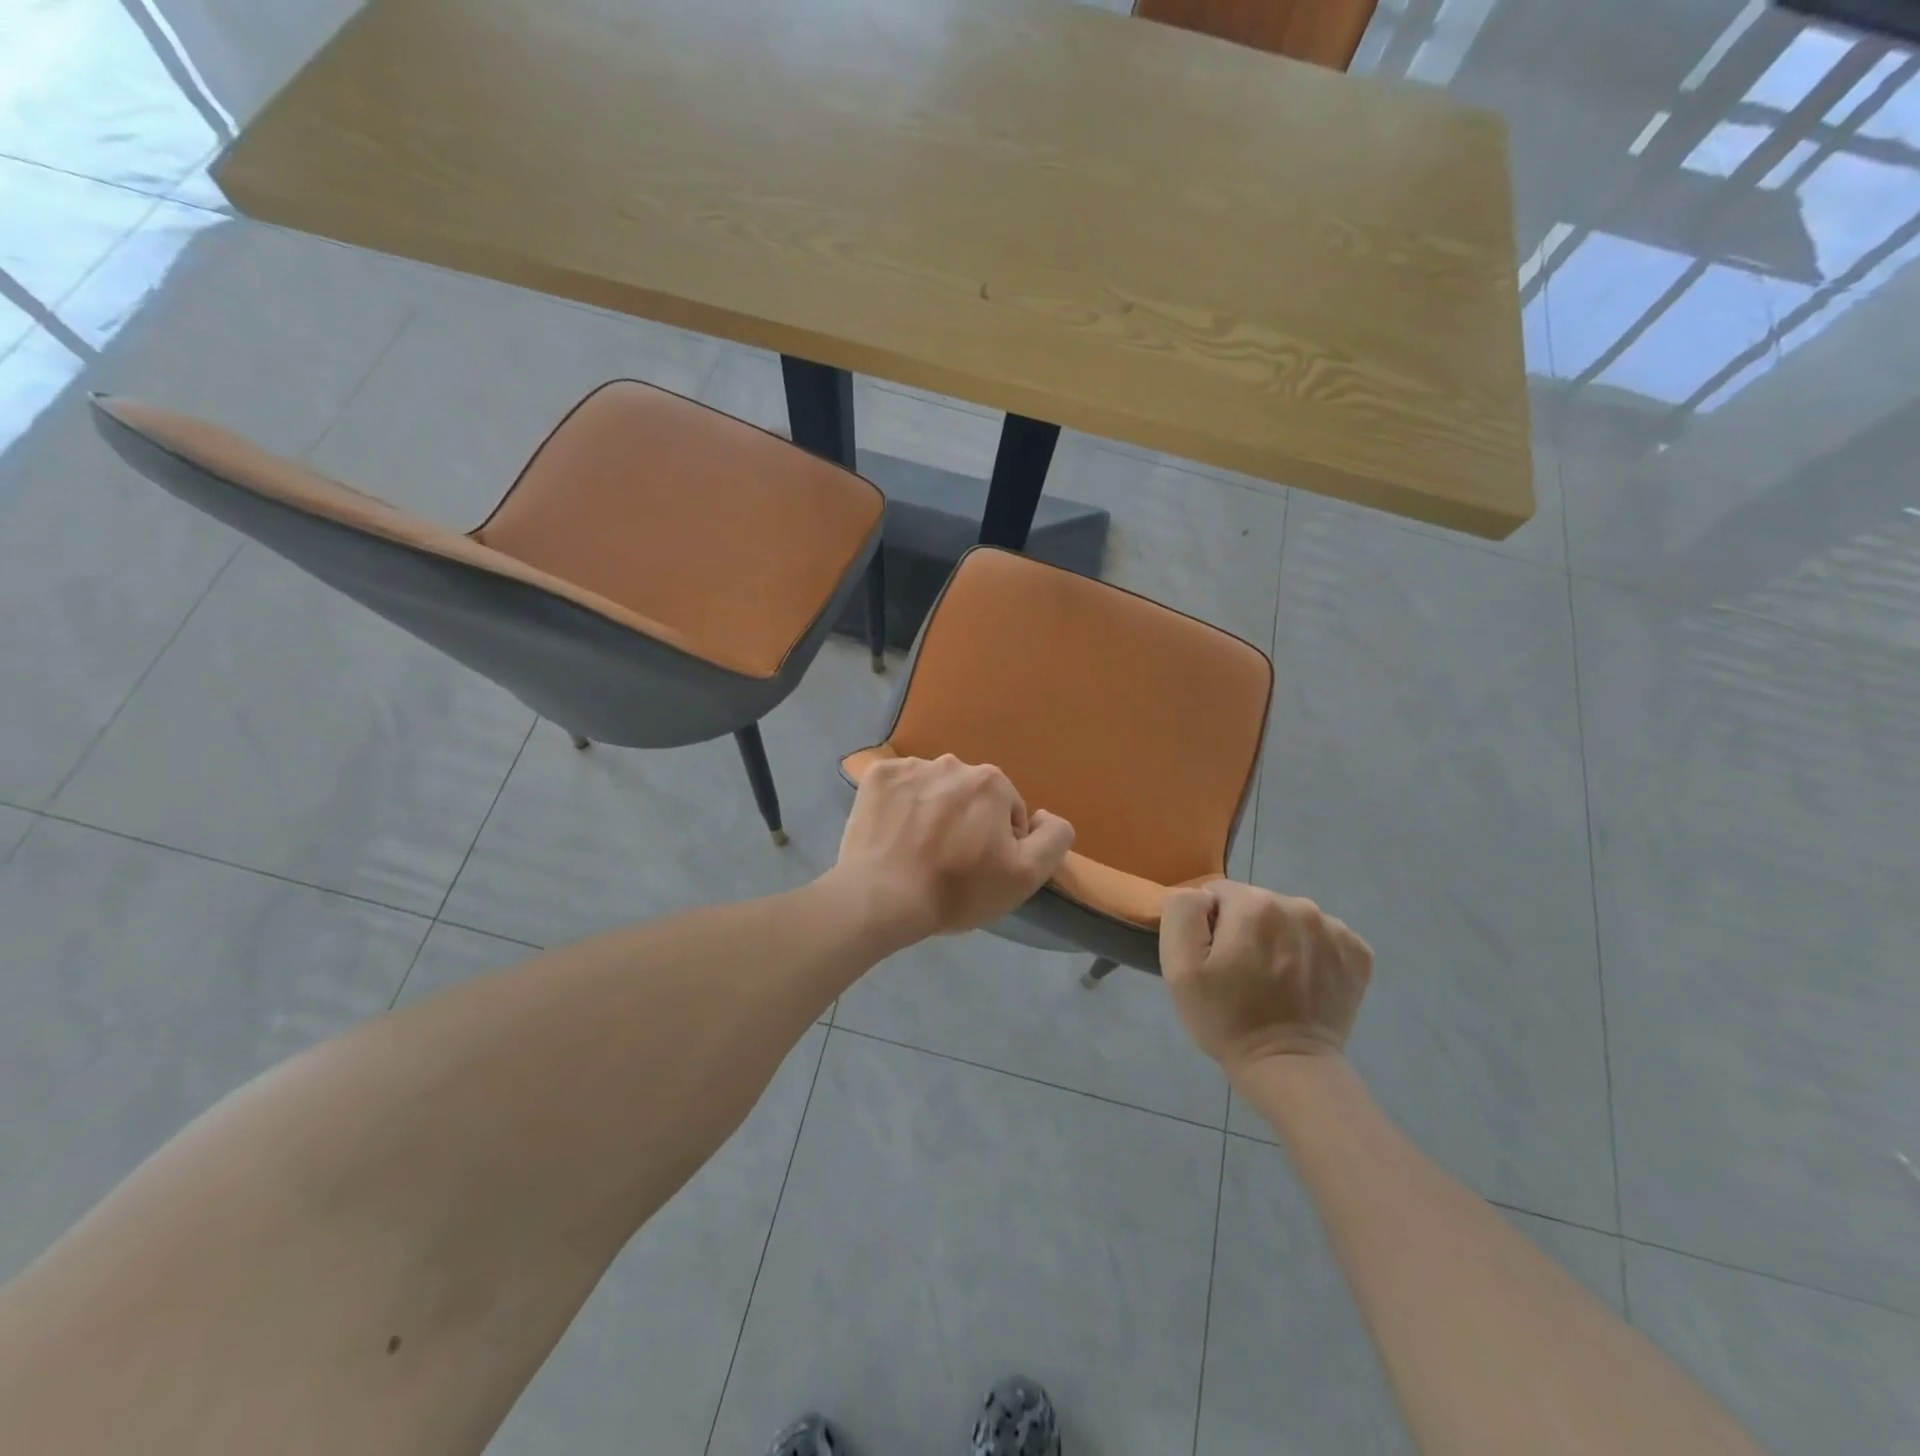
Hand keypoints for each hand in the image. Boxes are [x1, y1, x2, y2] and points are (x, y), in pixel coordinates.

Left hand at [834, 755, 1074, 944]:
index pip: (1008, 812)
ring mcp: (911, 767)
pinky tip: (893, 834)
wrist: (881, 897)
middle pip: (971, 796)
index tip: (980, 869)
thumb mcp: (1026, 875)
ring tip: (917, 849)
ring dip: (933, 811)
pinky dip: (900, 805)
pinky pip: (899, 787)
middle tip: (949, 861)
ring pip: (934, 789)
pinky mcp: (877, 777)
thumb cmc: (957, 888)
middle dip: (967, 822)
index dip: (1000, 843)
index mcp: (992, 782)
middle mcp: (953, 763)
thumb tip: (1045, 815)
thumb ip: (1053, 838)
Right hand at [1161, 882, 1372, 1072]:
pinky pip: (1321, 937)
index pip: (1219, 893)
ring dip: (1278, 939)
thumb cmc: (1226, 1018)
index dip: (1210, 925)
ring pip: (1289, 918)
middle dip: (1245, 929)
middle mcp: (1299, 906)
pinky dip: (1310, 953)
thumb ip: (1183, 912)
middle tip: (1240, 973)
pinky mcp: (1358, 953)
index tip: (1215, 960)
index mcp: (1255, 904)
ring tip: (1272, 980)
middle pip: (1257, 903)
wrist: (1289, 1069)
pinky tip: (1301, 983)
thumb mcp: (1180, 967)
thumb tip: (1201, 896)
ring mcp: (1335, 930)